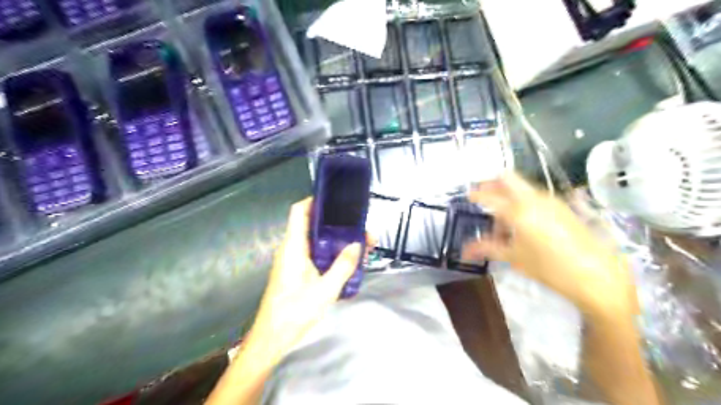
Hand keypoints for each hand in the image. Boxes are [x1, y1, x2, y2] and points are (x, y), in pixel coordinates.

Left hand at [244, 198, 366, 361]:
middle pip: (313, 224)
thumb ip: (343, 266)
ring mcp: (293, 260)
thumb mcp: (325, 290)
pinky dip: (331, 252)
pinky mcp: (296, 271)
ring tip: (360, 244)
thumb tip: (357, 244)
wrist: (272, 338)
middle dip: (337, 223)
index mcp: (294, 247)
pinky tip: (347, 260)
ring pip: (316, 240)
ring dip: (336, 239)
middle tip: (360, 227)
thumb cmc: (294, 312)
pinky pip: (315, 253)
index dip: (315, 200)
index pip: (300, 211)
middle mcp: (291, 249)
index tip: (337, 200)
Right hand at [464, 172, 632, 314]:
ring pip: (522, 188)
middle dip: (492, 184)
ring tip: (504, 223)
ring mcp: (551, 200)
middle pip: (508, 178)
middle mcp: (534, 199)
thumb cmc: (549, 268)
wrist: (597, 276)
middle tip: (483, 196)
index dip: (476, 195)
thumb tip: (465, 250)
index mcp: (519, 211)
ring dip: (508, 197)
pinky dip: (523, 202)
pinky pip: (535, 196)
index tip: (469, 196)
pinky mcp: (562, 207)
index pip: (490, 196)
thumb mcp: (514, 257)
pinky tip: (524, 225)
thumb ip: (487, 248)